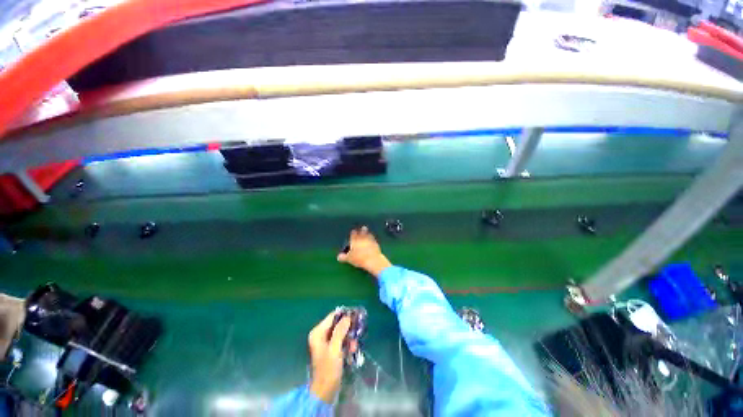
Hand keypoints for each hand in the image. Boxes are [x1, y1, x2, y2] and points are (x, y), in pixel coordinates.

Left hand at [308, 311, 351, 403]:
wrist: (325, 392)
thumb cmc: (328, 369)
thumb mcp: (335, 348)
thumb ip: (340, 331)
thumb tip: (347, 317)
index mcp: (318, 333)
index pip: (332, 316)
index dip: (344, 315)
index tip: (356, 315)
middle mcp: (321, 335)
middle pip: (337, 324)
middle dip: (348, 328)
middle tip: (358, 331)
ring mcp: (326, 343)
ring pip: (341, 333)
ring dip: (349, 338)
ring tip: (354, 346)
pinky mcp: (331, 350)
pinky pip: (341, 341)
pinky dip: (347, 344)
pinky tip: (352, 351)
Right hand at [337, 226, 391, 277]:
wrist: (372, 259)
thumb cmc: (359, 258)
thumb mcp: (349, 259)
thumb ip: (343, 257)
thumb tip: (339, 257)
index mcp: (354, 240)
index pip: (353, 235)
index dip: (353, 233)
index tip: (353, 231)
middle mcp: (362, 238)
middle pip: (362, 233)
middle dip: (362, 230)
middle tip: (363, 227)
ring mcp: (370, 240)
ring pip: (368, 234)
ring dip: (367, 232)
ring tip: (367, 230)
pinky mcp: (376, 244)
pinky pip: (373, 239)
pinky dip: (372, 238)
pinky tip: (372, 238)